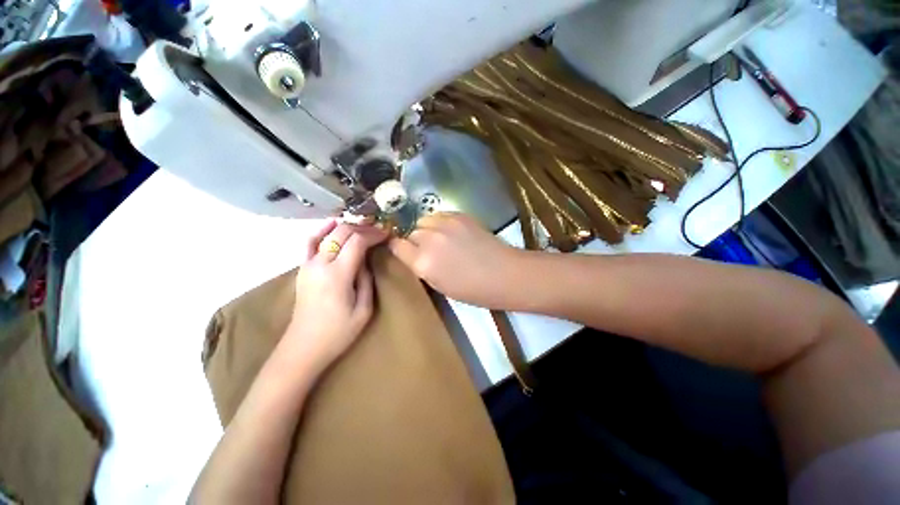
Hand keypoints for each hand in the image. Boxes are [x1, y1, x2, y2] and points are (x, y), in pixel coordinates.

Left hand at [282, 220, 386, 368]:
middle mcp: (320, 264)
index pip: (357, 242)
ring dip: (347, 227)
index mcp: (338, 274)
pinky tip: (332, 224)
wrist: (304, 347)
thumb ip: (366, 279)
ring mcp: (308, 264)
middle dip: (363, 228)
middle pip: (342, 233)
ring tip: (362, 227)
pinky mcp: (302, 269)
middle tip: (378, 230)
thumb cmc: (338, 332)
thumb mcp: (364, 309)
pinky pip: (310, 242)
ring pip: (328, 234)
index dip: (374, 234)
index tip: (387, 233)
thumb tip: (366, 260)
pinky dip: (322, 230)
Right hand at [388, 213, 523, 307]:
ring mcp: (445, 224)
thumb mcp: (439, 285)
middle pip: (410, 232)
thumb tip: (412, 253)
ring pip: (423, 220)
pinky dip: (440, 222)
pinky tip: (451, 232)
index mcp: (423, 263)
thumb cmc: (472, 290)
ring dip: (427, 229)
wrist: (504, 274)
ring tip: (439, 238)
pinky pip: (439, 215)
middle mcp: (430, 239)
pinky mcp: (460, 215)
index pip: (396, 245)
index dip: (398, 247)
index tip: (402, 249)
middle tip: (427, 249)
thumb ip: (421, 267)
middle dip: (414, 240)